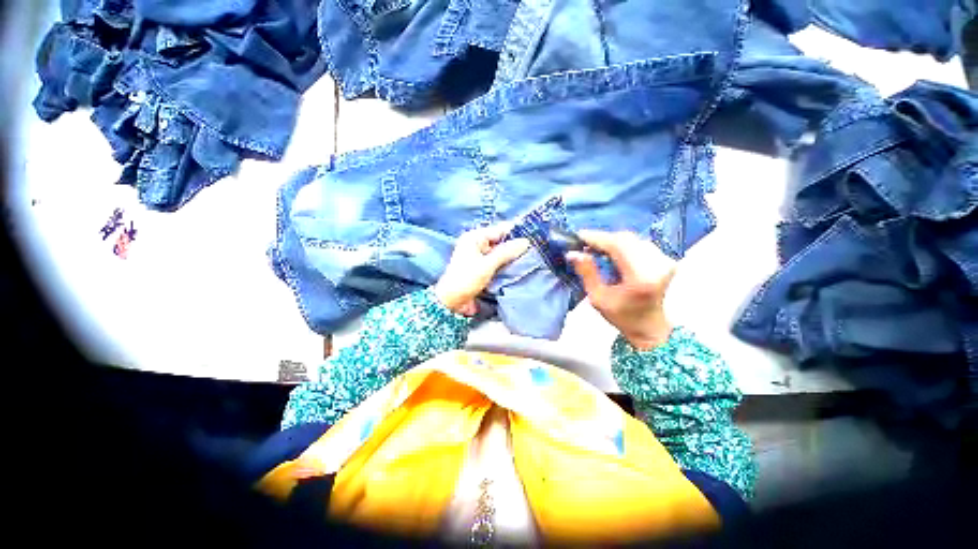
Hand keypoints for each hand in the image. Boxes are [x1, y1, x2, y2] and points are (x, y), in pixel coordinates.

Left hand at [434, 224, 530, 315]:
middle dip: (514, 246)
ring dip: (511, 256)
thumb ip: (506, 252)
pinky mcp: (481, 266)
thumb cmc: (467, 279)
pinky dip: (505, 264)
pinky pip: (496, 261)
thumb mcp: (488, 265)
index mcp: (475, 237)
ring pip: (500, 252)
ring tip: (529, 259)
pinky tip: (517, 267)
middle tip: (533, 250)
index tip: (533, 236)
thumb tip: (525, 242)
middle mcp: (476, 243)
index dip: (515, 233)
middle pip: (500, 240)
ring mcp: (478, 255)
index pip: (500, 230)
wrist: (452, 300)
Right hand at [566, 230, 676, 349]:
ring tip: (595, 248)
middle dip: (602, 238)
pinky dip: (622, 244)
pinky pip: (639, 243)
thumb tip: (573, 252)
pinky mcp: (665, 259)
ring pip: (632, 238)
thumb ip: (586, 273)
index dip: (597, 238)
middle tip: (584, 244)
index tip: (578, 236)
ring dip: (612, 240)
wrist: (649, 326)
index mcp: (641, 278)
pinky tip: (611, 252)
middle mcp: (657, 265)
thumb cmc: (621, 316)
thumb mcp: (597, 298)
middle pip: (625, 239)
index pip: (617, 246)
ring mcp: (664, 260)